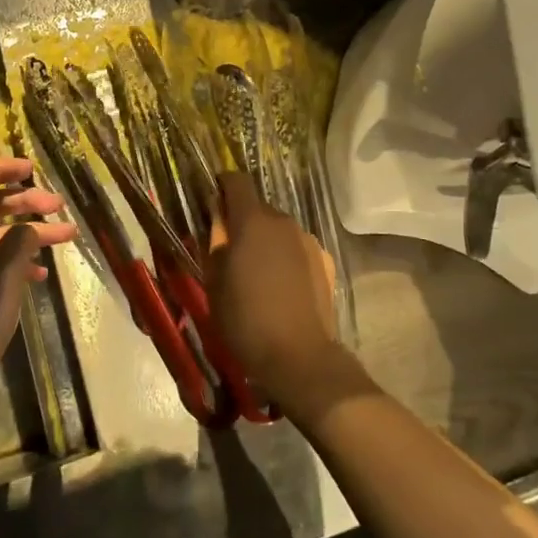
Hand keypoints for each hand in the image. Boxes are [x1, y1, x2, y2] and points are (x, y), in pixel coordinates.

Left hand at [0, 158, 76, 425]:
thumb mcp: (5, 267)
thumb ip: (21, 237)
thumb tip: (29, 228)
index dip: (3, 168)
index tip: (33, 169)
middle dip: (25, 202)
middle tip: (58, 205)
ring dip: (29, 233)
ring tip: (66, 236)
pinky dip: (17, 260)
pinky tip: (41, 274)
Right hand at [206, 171, 342, 412]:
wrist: (300, 356)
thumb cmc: (246, 319)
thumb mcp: (214, 283)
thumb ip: (214, 244)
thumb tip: (217, 224)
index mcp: (252, 221)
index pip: (236, 181)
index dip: (222, 186)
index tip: (213, 203)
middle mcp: (282, 222)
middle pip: (258, 207)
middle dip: (242, 220)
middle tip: (230, 250)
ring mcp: (307, 240)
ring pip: (278, 229)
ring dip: (265, 240)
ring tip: (256, 272)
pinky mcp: (323, 261)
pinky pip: (295, 248)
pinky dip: (284, 256)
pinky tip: (280, 286)